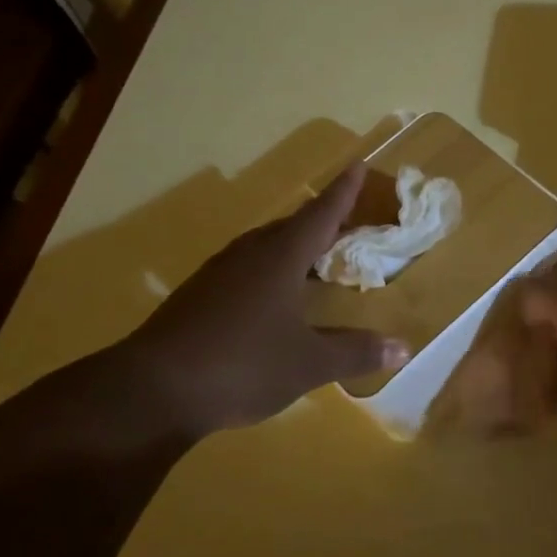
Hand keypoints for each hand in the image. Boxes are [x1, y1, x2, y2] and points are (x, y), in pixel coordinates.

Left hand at [120, 164, 410, 438]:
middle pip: (291, 227)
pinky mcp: (197, 297)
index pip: (320, 215)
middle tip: (346, 223)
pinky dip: (269, 272)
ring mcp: (217, 275)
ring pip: (264, 248)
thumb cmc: (243, 365)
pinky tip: (273, 298)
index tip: (356, 166)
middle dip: (320, 222)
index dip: (342, 193)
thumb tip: (403, 346)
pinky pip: (245, 270)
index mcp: (280, 258)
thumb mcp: (309, 364)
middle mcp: (248, 255)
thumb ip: (356, 352)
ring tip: (314, 258)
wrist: (153, 390)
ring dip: (293, 248)